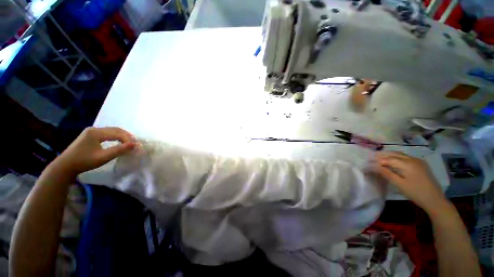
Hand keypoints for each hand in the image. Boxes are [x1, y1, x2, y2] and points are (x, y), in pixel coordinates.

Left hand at [51, 127, 137, 177]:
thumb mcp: (103, 157)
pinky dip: (116, 137)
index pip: (117, 133)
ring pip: (112, 131)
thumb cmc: (84, 161)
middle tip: (135, 144)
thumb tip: (135, 145)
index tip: (136, 146)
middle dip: (127, 136)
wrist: (65, 166)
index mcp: (96, 132)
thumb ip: (119, 150)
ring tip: (129, 143)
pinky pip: (107, 134)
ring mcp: (91, 132)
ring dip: (122, 136)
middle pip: (115, 130)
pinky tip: (119, 142)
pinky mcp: (90, 135)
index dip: (128, 139)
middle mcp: (94, 129)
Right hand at [374, 151, 447, 213]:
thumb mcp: (399, 184)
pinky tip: (393, 161)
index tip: (368, 161)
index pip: (389, 159)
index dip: (378, 160)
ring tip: (379, 158)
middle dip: (383, 155)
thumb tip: (373, 166)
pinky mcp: (421, 164)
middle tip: (371, 157)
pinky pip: (406, 158)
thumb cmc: (416, 193)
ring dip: (390, 155)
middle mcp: (413, 159)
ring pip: (400, 155)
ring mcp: (418, 161)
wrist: (435, 200)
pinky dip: (397, 157)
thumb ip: (386, 173)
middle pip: (394, 154)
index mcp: (407, 163)